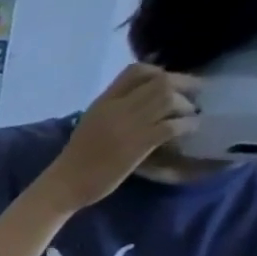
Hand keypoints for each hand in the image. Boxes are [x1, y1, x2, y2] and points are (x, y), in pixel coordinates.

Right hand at [42, 64, 198, 210]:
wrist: (64, 185)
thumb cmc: (74, 160)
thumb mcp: (91, 126)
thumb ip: (112, 112)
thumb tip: (141, 103)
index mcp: (102, 103)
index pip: (136, 71)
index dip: (159, 72)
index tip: (167, 85)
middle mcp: (116, 108)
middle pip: (162, 81)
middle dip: (184, 86)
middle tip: (192, 98)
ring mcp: (128, 126)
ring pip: (170, 99)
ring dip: (186, 106)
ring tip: (188, 116)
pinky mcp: (139, 144)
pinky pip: (173, 125)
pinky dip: (187, 125)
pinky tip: (187, 131)